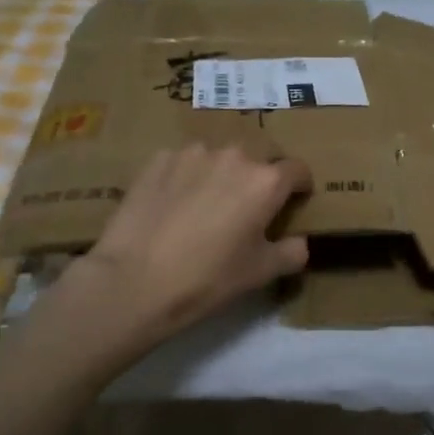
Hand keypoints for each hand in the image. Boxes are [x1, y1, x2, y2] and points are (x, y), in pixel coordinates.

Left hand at [50, 145, 312, 347]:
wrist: (134, 281)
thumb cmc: (208, 278)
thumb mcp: (261, 273)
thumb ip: (291, 252)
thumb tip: (300, 242)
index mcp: (266, 181)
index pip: (297, 170)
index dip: (299, 187)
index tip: (293, 203)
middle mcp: (234, 156)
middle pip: (257, 160)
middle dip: (257, 181)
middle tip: (244, 211)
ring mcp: (193, 153)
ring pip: (218, 159)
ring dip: (220, 176)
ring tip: (204, 207)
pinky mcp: (158, 160)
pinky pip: (183, 163)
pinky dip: (186, 178)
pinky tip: (173, 206)